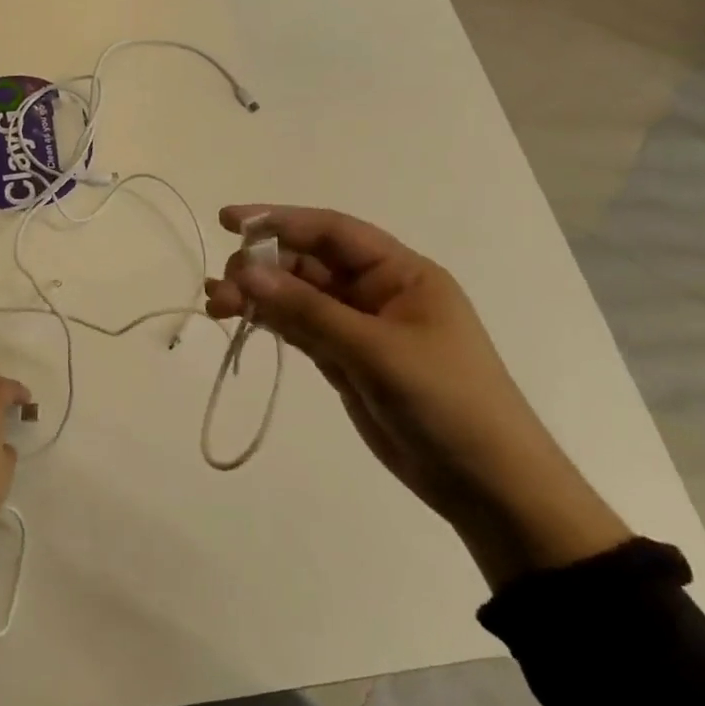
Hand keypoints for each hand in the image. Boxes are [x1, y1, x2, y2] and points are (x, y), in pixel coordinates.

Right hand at [205, 205, 629, 589]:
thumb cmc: (446, 402)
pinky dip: (269, 322)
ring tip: (216, 307)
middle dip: (260, 267)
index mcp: (400, 273)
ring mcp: (359, 327)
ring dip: (257, 296)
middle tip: (221, 288)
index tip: (229, 221)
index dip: (279, 220)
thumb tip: (245, 273)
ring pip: (296, 296)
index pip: (331, 231)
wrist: (488, 486)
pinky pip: (298, 327)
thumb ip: (308, 310)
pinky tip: (239, 320)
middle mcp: (377, 291)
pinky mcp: (344, 359)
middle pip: (306, 263)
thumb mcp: (375, 350)